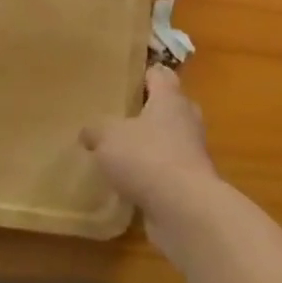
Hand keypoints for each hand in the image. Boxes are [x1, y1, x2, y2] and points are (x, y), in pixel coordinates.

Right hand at [81, 66, 221, 251]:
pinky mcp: (192, 182)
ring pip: (171, 139)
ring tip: (123, 150)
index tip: (126, 77)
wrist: (185, 209)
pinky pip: (169, 169)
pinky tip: (131, 182)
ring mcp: (193, 152)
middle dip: (149, 109)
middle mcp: (186, 120)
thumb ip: (97, 129)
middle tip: (122, 114)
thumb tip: (88, 131)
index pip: (160, 74)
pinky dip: (154, 173)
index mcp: (170, 98)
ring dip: (152, 144)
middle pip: (170, 105)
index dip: (144, 73)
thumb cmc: (147, 157)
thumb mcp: (109, 137)